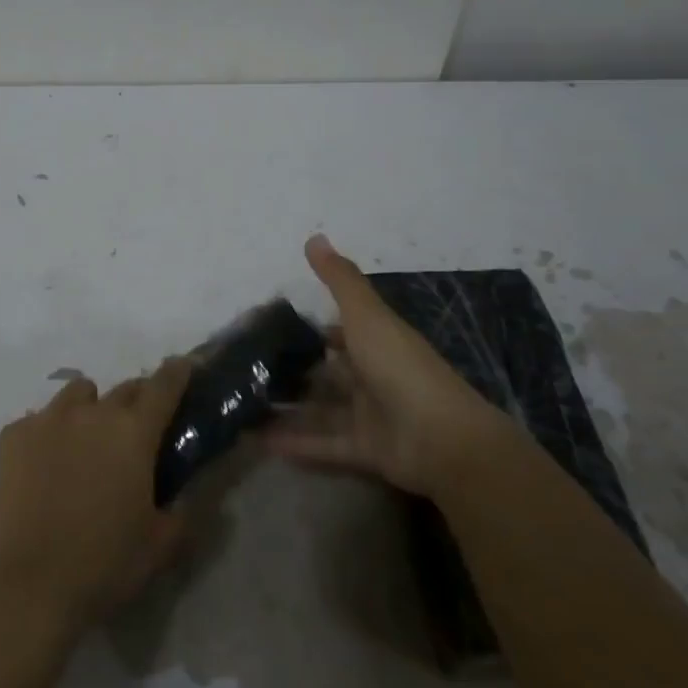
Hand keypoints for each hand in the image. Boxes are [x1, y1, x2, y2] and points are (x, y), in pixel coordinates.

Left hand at [0, 359, 190, 636]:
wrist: (27, 586)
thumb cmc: (104, 565)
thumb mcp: (162, 544)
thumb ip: (193, 507)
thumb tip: (210, 487)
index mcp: (134, 432)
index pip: (164, 385)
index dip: (178, 372)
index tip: (184, 367)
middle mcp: (92, 412)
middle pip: (123, 388)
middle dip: (136, 401)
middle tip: (136, 432)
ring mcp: (47, 419)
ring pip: (77, 395)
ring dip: (90, 410)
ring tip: (85, 445)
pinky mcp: (12, 435)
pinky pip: (37, 420)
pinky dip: (47, 434)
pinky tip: (43, 468)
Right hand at [267, 234, 499, 496]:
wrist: (442, 438)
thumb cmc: (400, 367)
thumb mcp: (366, 315)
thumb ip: (340, 280)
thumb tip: (314, 237)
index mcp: (376, 343)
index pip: (340, 333)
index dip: (312, 330)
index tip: (271, 329)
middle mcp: (372, 377)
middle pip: (328, 373)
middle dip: (294, 371)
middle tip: (248, 370)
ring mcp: (369, 416)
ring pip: (321, 410)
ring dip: (289, 409)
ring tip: (244, 405)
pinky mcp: (364, 451)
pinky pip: (323, 445)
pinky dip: (295, 443)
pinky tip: (258, 440)